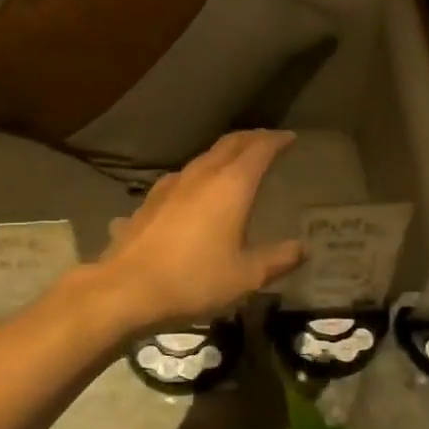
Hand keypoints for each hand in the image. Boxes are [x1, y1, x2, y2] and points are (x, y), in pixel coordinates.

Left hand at [96, 130, 304, 326]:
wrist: (126, 289)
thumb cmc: (193, 280)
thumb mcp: (245, 277)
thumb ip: (277, 260)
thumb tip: (302, 249)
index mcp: (231, 186)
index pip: (258, 149)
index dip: (276, 140)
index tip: (290, 138)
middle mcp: (201, 176)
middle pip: (230, 144)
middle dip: (251, 138)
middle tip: (267, 142)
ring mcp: (171, 185)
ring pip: (204, 158)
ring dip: (224, 154)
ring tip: (236, 164)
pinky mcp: (150, 201)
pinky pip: (183, 177)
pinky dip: (200, 174)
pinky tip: (196, 191)